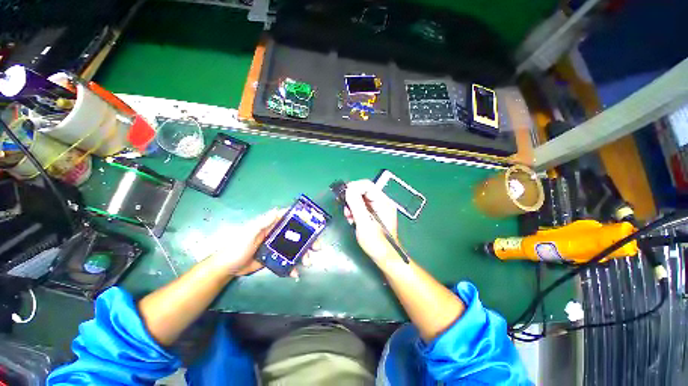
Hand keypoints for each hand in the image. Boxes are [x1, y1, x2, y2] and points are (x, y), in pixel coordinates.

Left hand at [207, 209, 317, 278]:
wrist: (227, 268)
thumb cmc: (236, 248)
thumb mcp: (248, 234)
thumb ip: (262, 223)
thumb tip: (276, 210)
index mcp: (270, 225)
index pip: (289, 218)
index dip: (302, 219)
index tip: (314, 223)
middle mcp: (276, 234)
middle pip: (296, 235)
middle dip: (308, 240)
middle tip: (317, 247)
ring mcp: (276, 247)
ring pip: (295, 248)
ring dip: (303, 254)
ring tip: (308, 262)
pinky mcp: (275, 258)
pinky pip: (288, 260)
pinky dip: (293, 266)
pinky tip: (296, 273)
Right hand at [344, 180, 402, 268]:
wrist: (385, 257)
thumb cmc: (376, 243)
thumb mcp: (364, 224)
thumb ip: (356, 205)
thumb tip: (348, 189)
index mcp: (383, 202)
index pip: (367, 185)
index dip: (353, 187)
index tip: (343, 195)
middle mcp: (382, 202)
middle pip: (363, 191)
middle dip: (352, 199)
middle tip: (346, 210)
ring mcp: (378, 207)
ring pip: (361, 199)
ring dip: (352, 206)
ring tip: (349, 217)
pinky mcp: (374, 213)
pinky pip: (362, 206)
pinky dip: (355, 211)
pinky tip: (353, 220)